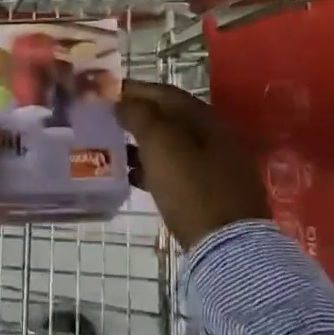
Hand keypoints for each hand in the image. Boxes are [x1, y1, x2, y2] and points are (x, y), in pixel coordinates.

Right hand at [117, 80, 269, 250]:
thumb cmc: (191, 187)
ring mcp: (215, 164)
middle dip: (136, 116)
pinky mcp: (211, 191)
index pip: (163, 92)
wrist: (228, 245)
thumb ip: (140, 115)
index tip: (104, 92)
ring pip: (171, 144)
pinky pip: (176, 169)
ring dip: (142, 143)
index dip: (133, 89)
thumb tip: (123, 101)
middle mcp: (213, 135)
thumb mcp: (161, 144)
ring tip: (113, 147)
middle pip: (168, 117)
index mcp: (203, 117)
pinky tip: (133, 176)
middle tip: (105, 120)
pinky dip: (153, 166)